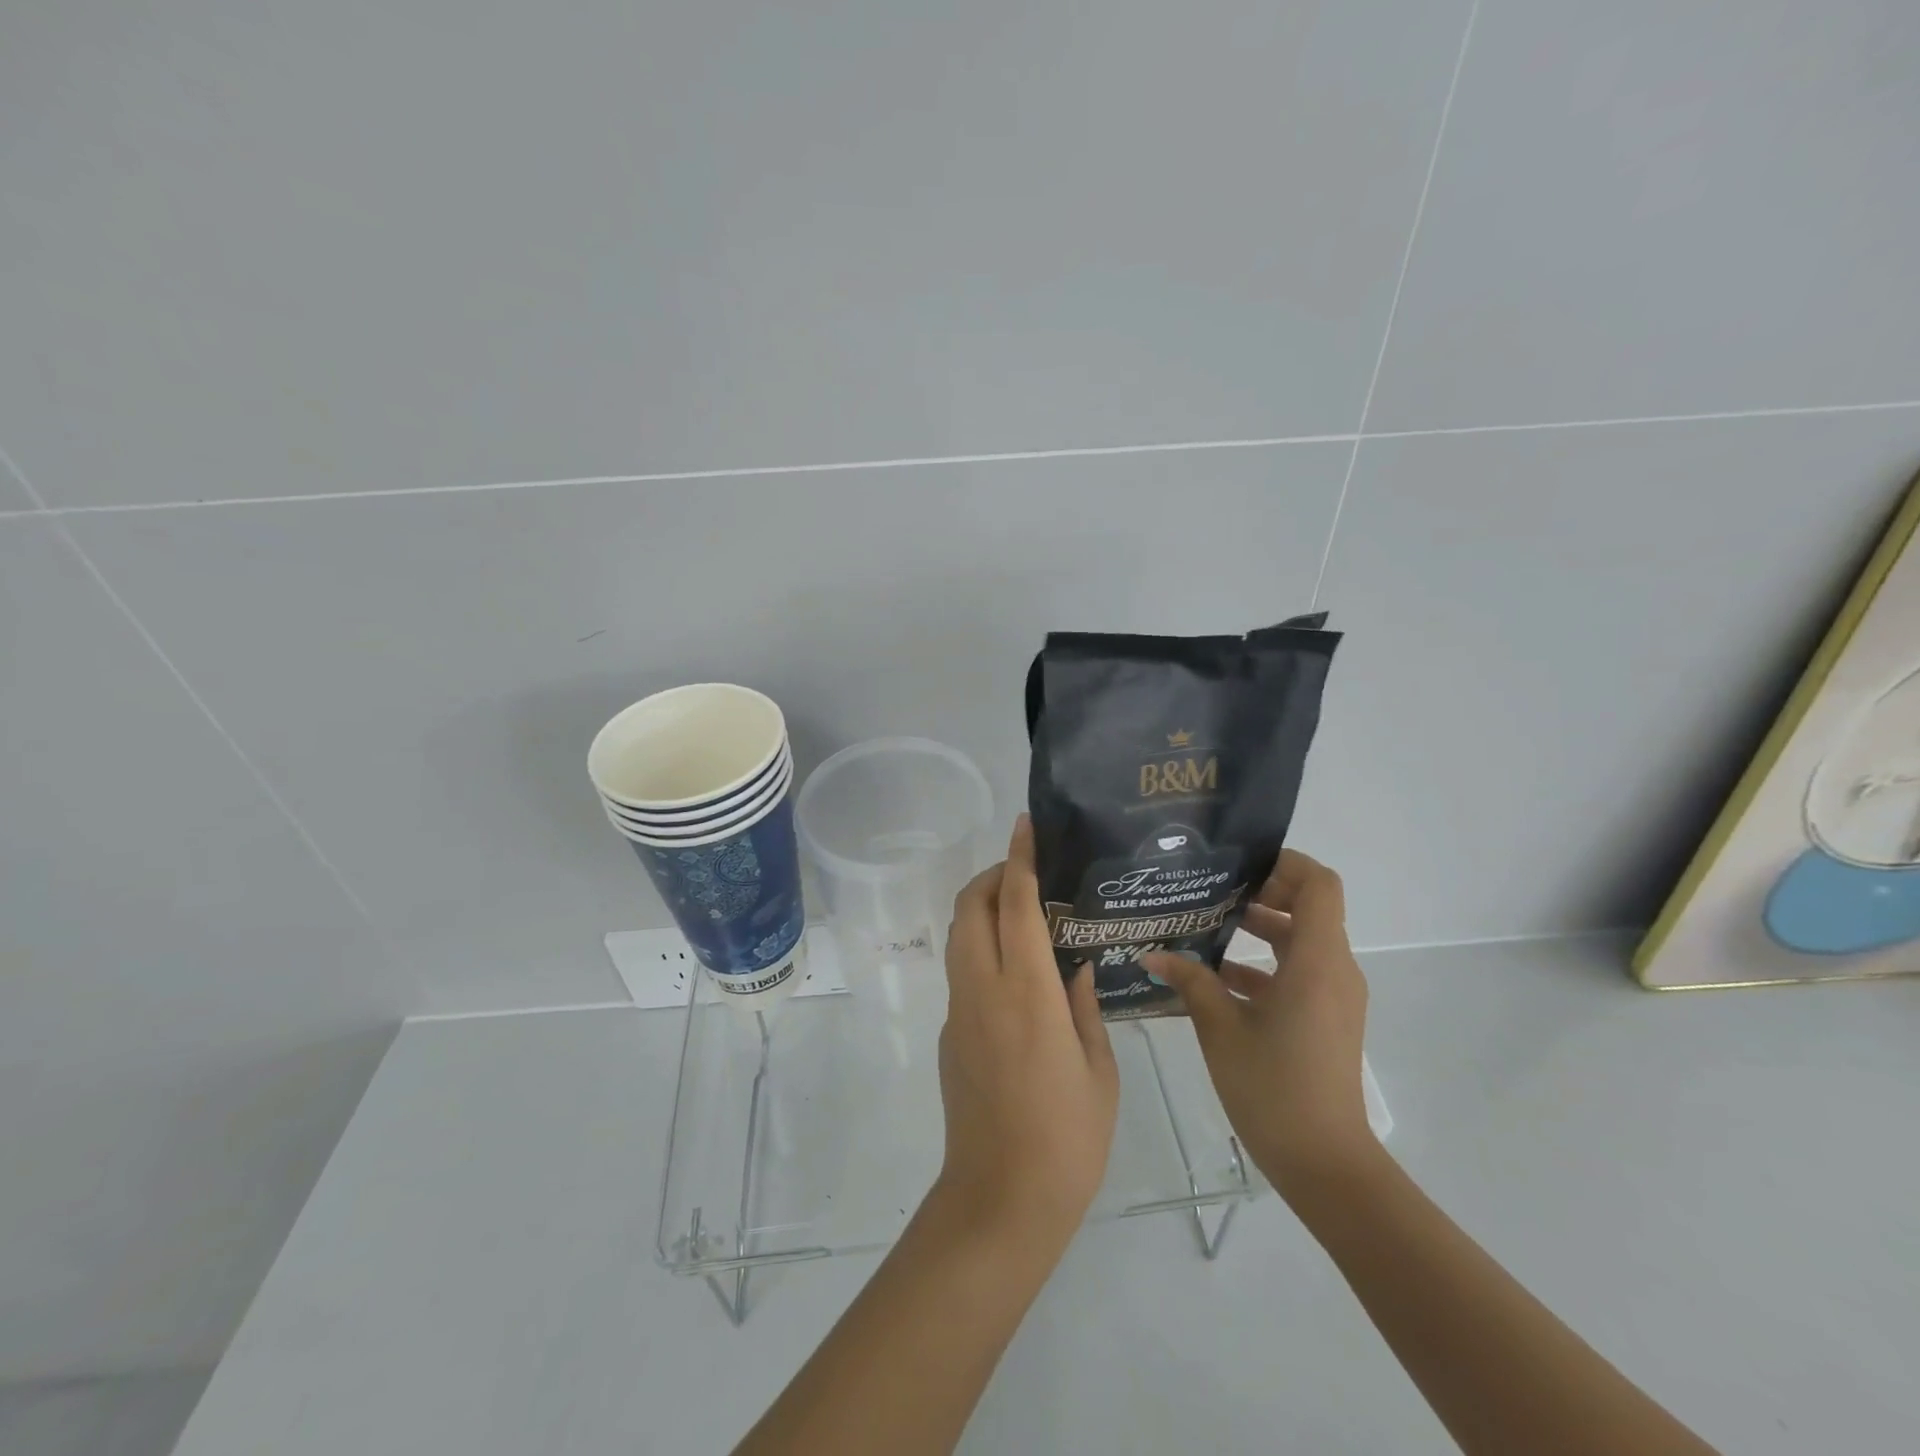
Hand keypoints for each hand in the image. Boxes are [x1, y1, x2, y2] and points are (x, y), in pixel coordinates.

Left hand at [931, 815, 1119, 1249]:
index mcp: (1027, 993)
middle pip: (969, 908)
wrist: (1000, 1199)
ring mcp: (958, 1011)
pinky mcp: (948, 1034)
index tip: (1024, 827)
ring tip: (1019, 913)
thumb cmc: (1068, 1138)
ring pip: (958, 936)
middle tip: (1024, 873)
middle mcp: (983, 990)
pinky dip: (980, 949)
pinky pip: (962, 972)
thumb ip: (1084, 1008)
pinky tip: (1014, 973)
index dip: (1019, 860)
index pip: (1015, 905)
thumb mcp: (1099, 1070)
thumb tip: (1074, 969)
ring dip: (980, 909)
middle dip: (990, 876)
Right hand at [1143, 850, 1377, 1199]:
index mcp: (1316, 962)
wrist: (1326, 1164)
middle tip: (1212, 895)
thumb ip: (1191, 983)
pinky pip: (1298, 973)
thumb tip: (1153, 955)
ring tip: (1206, 930)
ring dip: (1260, 931)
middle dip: (1262, 895)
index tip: (1239, 868)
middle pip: (1309, 908)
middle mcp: (1334, 970)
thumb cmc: (1274, 1088)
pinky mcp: (1326, 1018)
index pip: (1319, 885)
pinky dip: (1263, 966)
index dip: (1284, 864)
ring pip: (1301, 942)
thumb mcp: (1221, 1029)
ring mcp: (1334, 996)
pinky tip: (1216, 980)